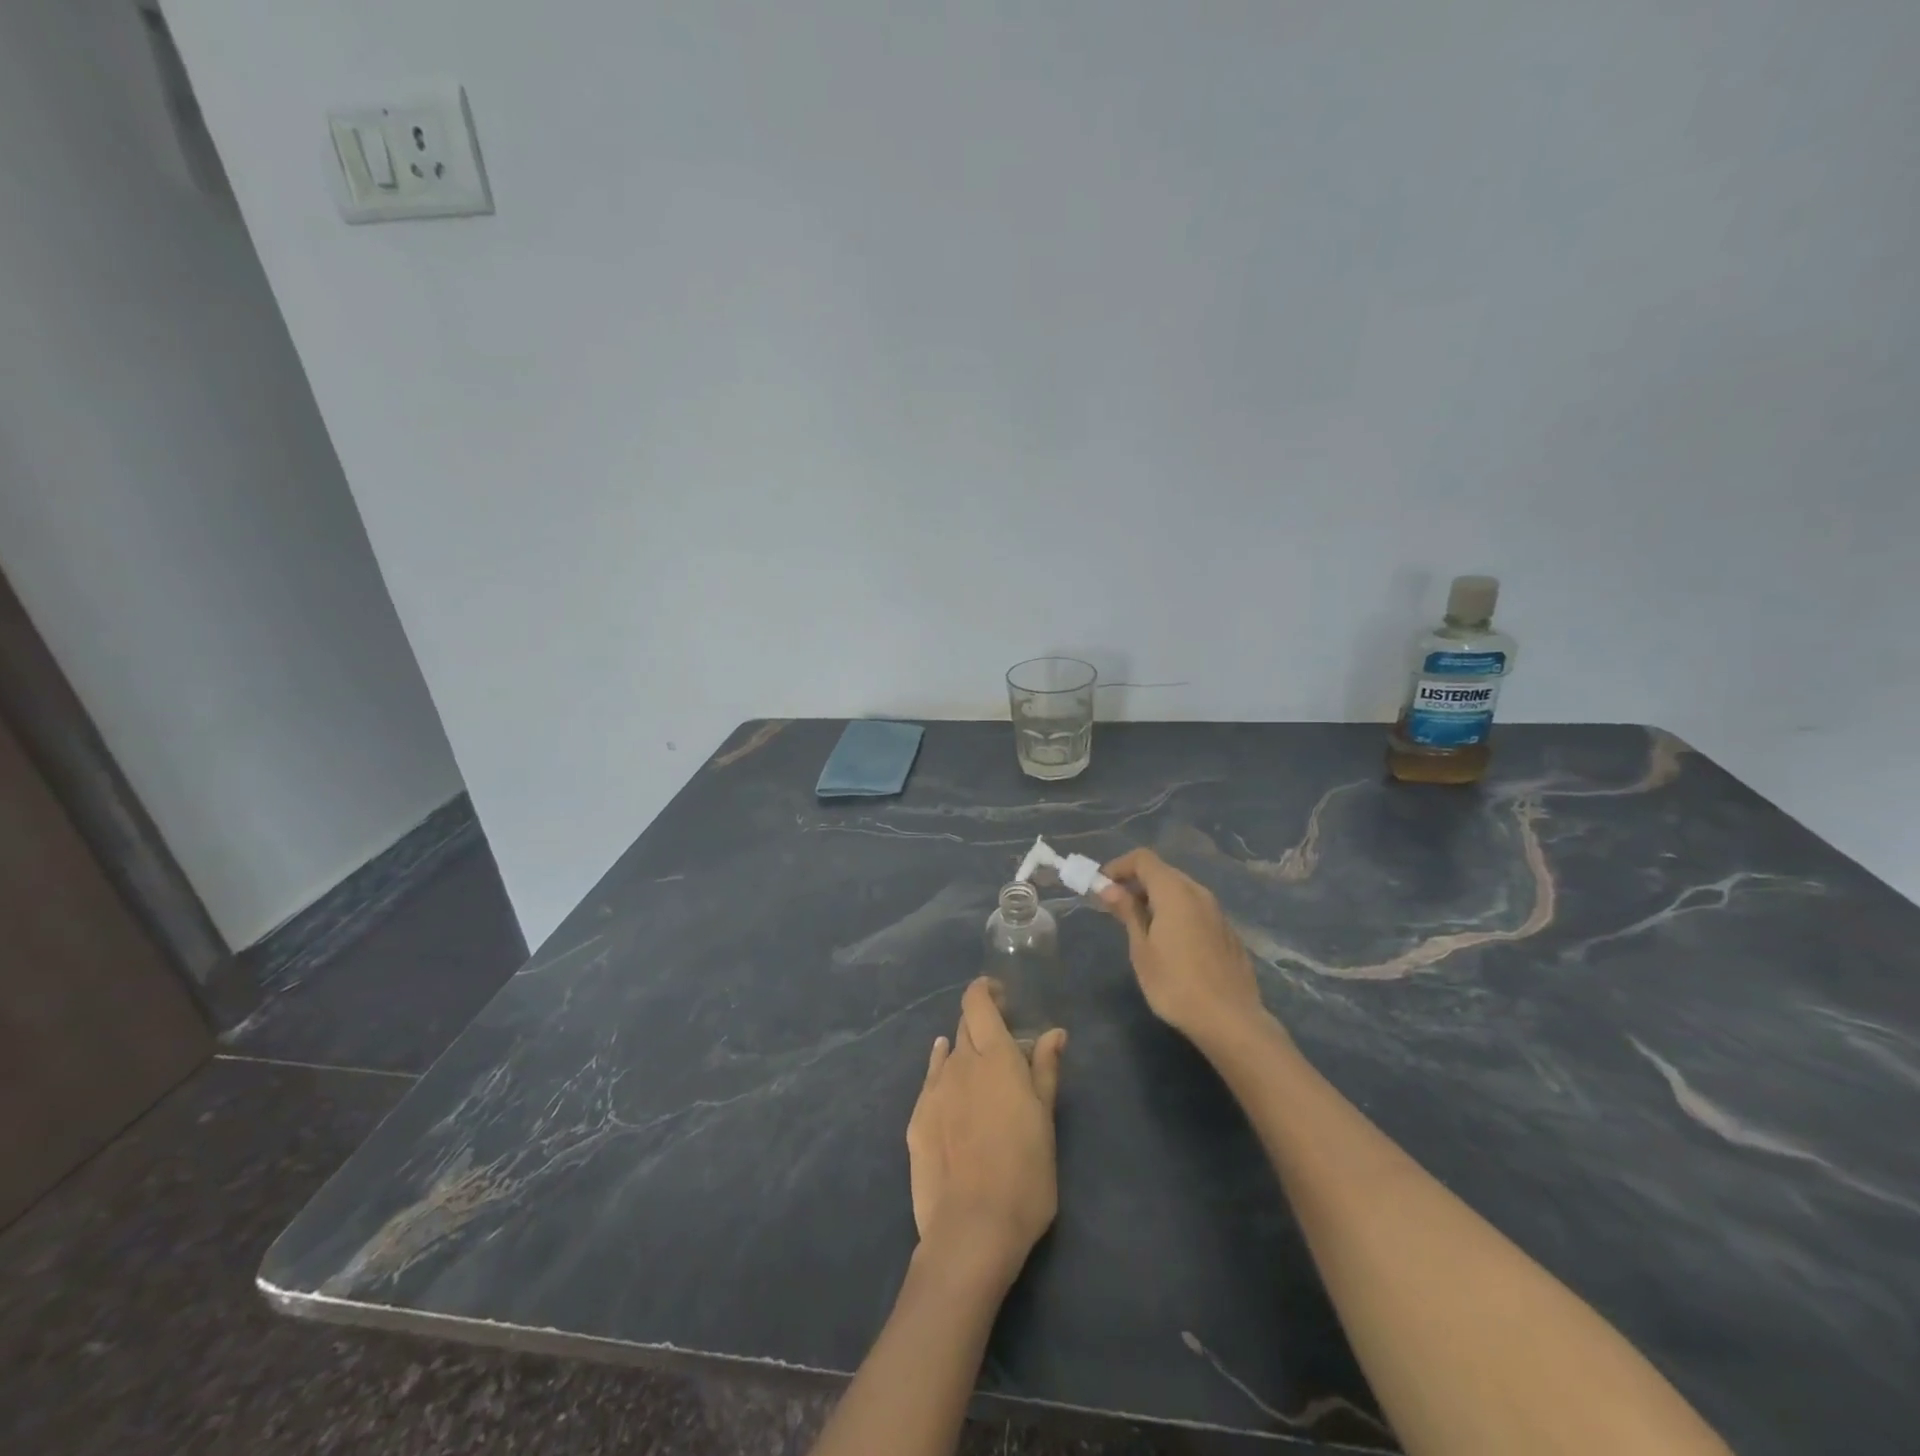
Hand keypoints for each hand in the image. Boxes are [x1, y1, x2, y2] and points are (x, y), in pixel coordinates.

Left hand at [906, 979, 1066, 1281]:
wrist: (971, 1228)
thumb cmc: (1024, 1173)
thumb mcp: (1045, 1120)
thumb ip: (1044, 1070)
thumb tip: (1053, 1032)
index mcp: (995, 1057)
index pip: (978, 1002)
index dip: (985, 990)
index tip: (1002, 995)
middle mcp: (960, 1063)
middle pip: (965, 1025)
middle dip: (981, 1021)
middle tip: (1001, 1038)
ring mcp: (934, 1090)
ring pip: (948, 1053)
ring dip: (964, 1050)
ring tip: (980, 1066)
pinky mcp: (917, 1119)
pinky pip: (931, 1080)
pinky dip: (942, 1070)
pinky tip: (949, 1079)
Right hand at [1100, 848, 1268, 1048]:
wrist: (1230, 1020)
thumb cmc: (1175, 984)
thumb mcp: (1141, 949)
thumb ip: (1127, 912)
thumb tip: (1109, 888)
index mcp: (1175, 892)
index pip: (1143, 859)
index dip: (1118, 866)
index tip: (1100, 886)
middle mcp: (1199, 893)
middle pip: (1163, 872)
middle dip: (1136, 882)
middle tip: (1115, 906)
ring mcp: (1217, 912)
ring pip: (1181, 891)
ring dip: (1156, 898)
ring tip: (1139, 926)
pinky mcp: (1227, 932)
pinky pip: (1196, 910)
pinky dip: (1176, 913)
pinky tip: (1170, 944)